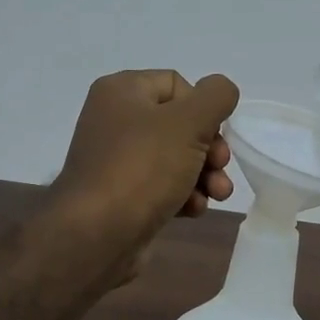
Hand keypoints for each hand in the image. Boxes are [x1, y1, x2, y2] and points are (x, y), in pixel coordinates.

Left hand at [48, 69, 239, 254]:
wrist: (97, 235)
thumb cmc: (143, 168)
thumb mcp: (188, 122)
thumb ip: (215, 97)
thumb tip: (222, 89)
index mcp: (122, 91)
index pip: (177, 84)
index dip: (203, 109)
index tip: (213, 134)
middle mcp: (115, 121)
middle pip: (180, 124)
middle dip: (209, 149)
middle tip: (219, 167)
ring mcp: (118, 161)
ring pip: (176, 158)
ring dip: (204, 175)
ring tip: (217, 195)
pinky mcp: (124, 195)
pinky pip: (163, 186)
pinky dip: (183, 196)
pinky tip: (193, 210)